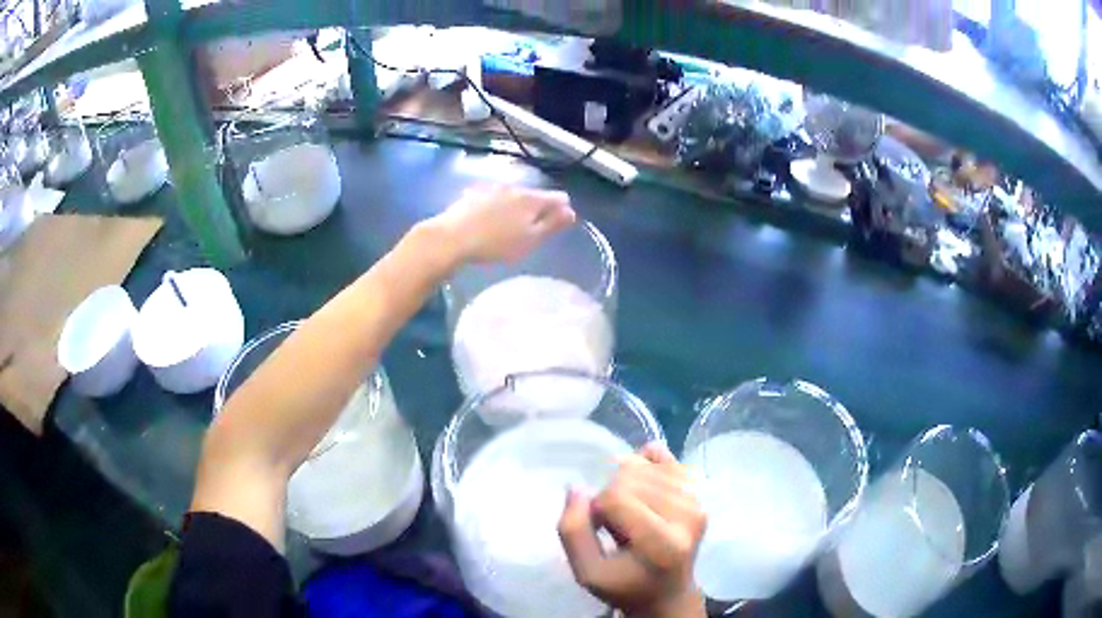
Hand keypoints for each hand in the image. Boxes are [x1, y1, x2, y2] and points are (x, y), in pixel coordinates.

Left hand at [427, 185, 575, 265]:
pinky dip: (494, 208)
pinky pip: (491, 199)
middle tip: (528, 233)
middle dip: (535, 210)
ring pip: (511, 196)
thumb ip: (552, 224)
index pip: (558, 197)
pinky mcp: (472, 194)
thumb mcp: (530, 240)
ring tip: (506, 229)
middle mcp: (514, 187)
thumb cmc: (495, 243)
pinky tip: (485, 222)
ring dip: (514, 208)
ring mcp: (491, 188)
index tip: (554, 227)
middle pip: (533, 196)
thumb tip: (571, 212)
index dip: (561, 211)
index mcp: (532, 199)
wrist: (451, 238)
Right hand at [559, 444, 706, 617]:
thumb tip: (576, 487)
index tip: (598, 530)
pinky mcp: (699, 493)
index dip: (595, 509)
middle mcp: (687, 515)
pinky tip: (642, 489)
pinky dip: (645, 466)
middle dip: (610, 494)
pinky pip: (664, 457)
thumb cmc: (625, 585)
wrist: (667, 593)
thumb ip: (573, 531)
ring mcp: (697, 500)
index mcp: (661, 542)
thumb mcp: (587, 572)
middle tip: (613, 523)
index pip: (615, 497)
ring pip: (644, 464)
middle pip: (630, 475)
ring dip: (626, 484)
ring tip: (630, 512)